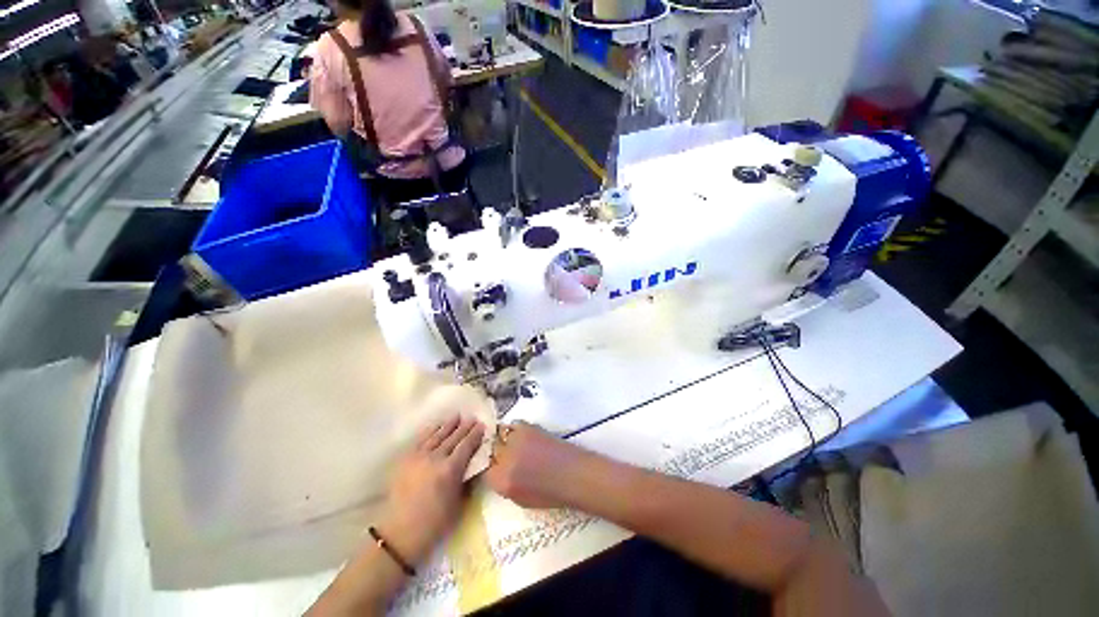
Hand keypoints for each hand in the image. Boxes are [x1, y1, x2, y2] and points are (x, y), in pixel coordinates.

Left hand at [379, 416, 484, 563]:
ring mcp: (419, 456)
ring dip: (448, 425)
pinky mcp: (406, 459)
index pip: (466, 445)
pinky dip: (430, 431)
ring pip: (437, 435)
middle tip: (472, 418)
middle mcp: (435, 458)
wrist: (399, 534)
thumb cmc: (434, 523)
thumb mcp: (459, 503)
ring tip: (457, 416)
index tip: (482, 426)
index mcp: (450, 469)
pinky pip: (421, 439)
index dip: (475, 435)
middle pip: (453, 437)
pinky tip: (436, 426)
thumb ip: (466, 480)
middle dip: (464, 427)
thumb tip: (473, 466)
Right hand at [486, 422, 586, 508]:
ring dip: (504, 439)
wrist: (574, 474)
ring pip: (500, 434)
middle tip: (506, 456)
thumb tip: (498, 472)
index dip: (490, 468)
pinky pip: (514, 425)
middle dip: (496, 453)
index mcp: (502, 481)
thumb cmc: (551, 494)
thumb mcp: (520, 500)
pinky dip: (515, 430)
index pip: (484, 470)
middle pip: (491, 449)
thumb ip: (504, 485)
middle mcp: (505, 458)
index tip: (496, 468)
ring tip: (514, 444)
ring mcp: (516, 439)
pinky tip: (523, 437)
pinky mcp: (528, 426)